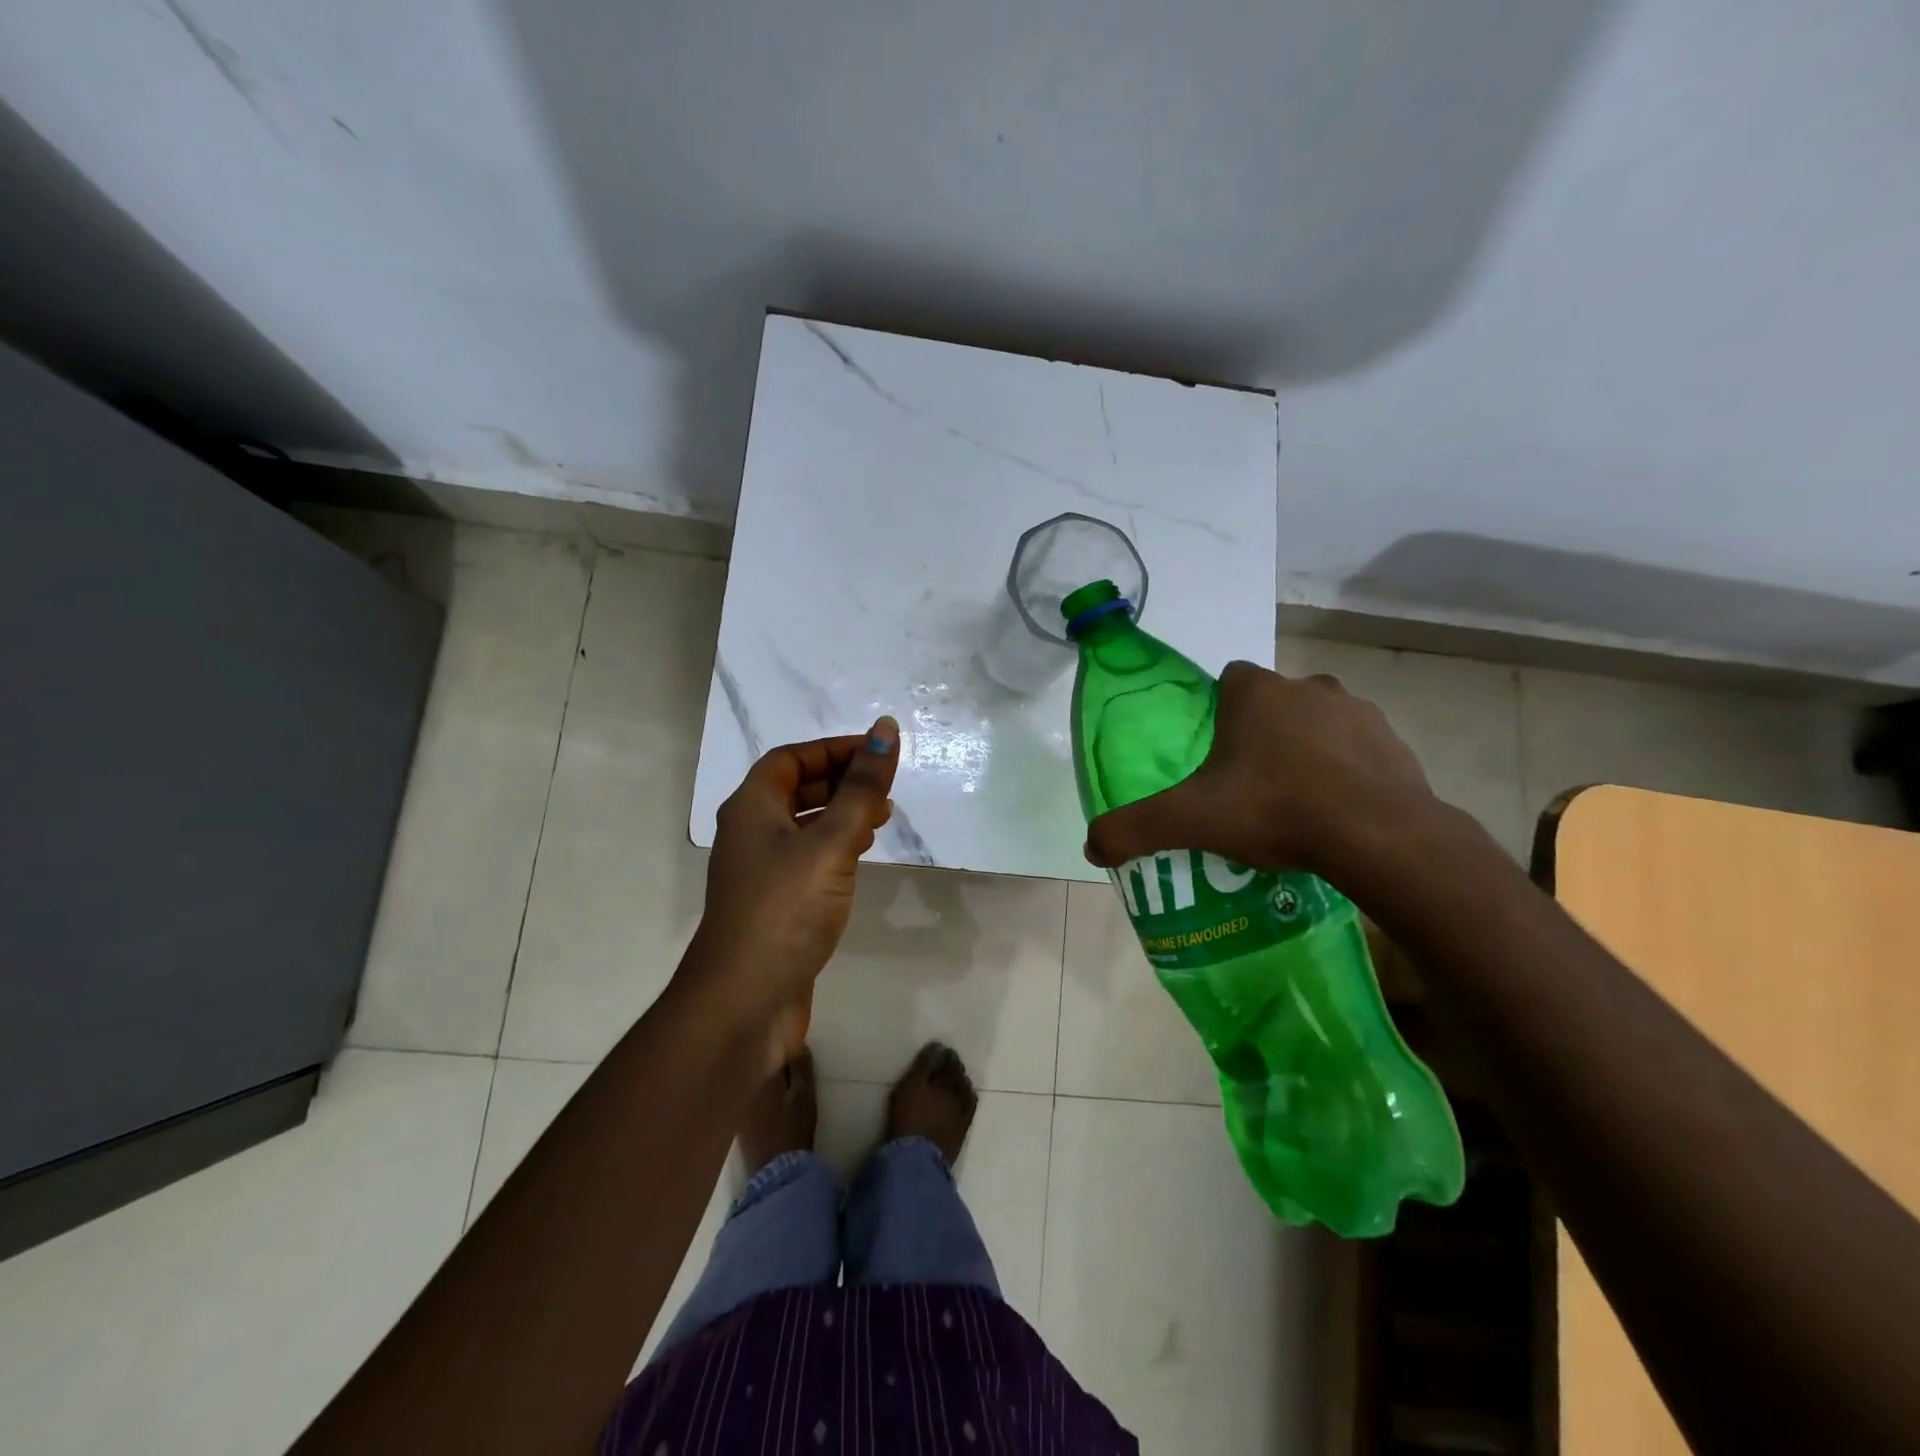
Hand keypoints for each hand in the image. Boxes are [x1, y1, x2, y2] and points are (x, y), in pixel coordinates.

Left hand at [686, 717, 900, 1069]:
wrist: (745, 1001)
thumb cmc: (786, 909)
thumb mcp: (830, 841)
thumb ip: (861, 788)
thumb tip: (885, 729)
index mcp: (751, 807)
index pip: (790, 758)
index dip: (833, 749)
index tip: (877, 752)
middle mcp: (750, 832)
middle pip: (795, 788)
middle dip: (841, 780)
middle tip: (885, 787)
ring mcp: (761, 871)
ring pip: (804, 824)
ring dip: (841, 813)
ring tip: (883, 817)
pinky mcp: (776, 903)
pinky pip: (808, 857)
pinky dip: (836, 846)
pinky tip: (861, 857)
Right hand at [1083, 661, 1437, 879]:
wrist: (1377, 836)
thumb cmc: (1274, 809)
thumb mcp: (1190, 821)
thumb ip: (1134, 828)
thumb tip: (1090, 846)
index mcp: (1257, 693)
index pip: (1231, 680)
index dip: (1221, 712)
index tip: (1217, 753)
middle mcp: (1308, 688)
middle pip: (1276, 701)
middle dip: (1264, 733)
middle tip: (1252, 785)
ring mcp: (1358, 712)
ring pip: (1320, 722)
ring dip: (1308, 748)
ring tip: (1297, 801)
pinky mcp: (1395, 744)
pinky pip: (1360, 750)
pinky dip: (1348, 771)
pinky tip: (1339, 812)